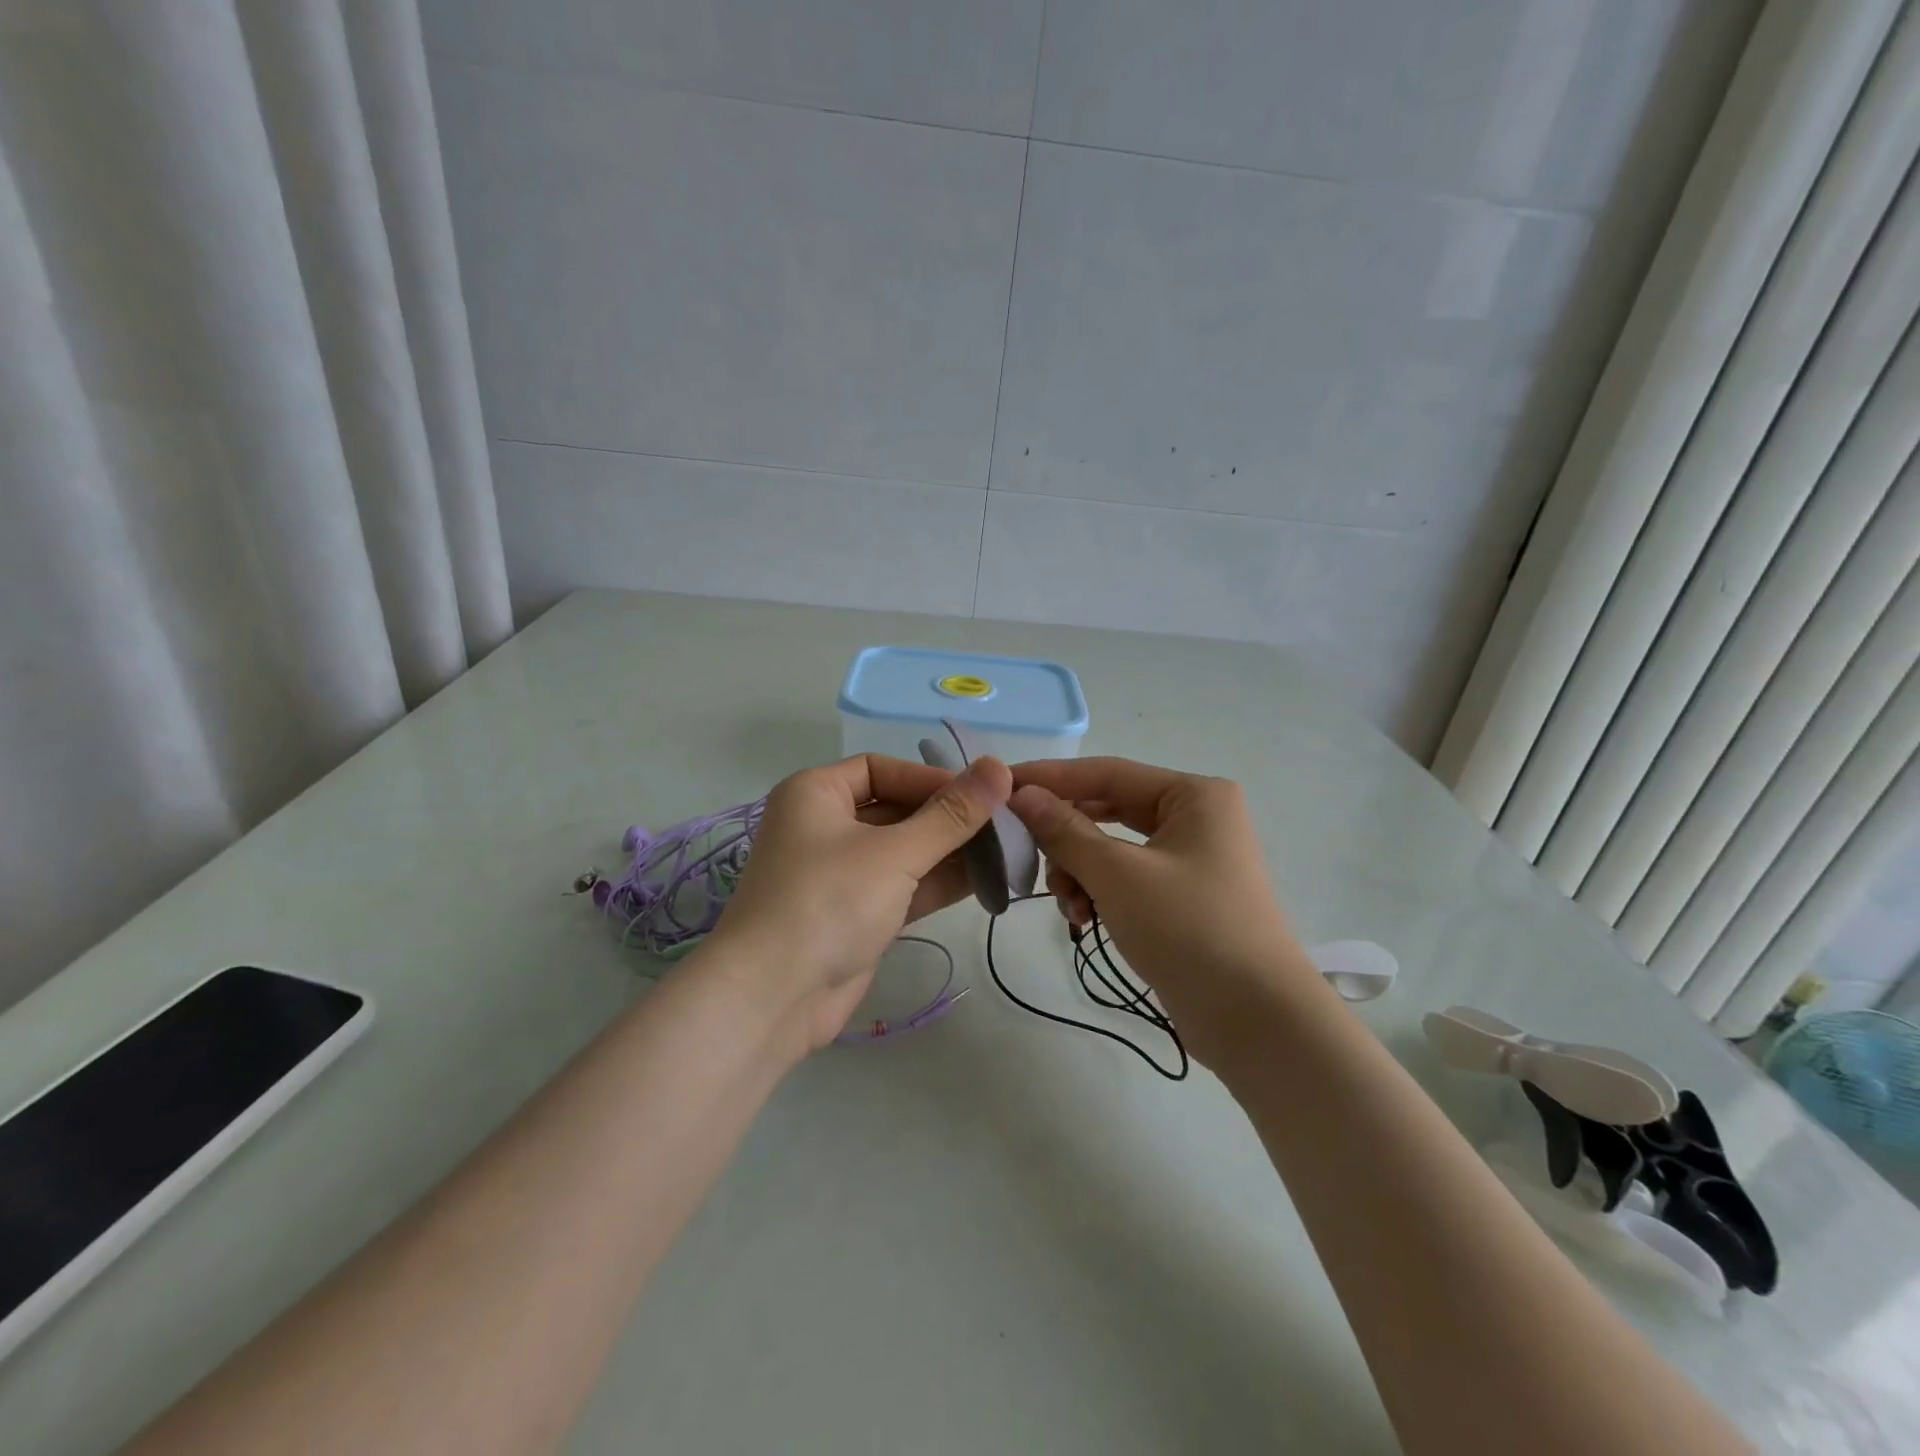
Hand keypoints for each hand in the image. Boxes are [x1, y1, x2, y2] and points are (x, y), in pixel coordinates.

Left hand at [705, 753, 1012, 1050]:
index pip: (882, 769)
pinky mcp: (855, 913)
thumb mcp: (894, 852)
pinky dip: (937, 882)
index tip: (981, 795)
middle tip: (1004, 824)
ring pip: (903, 850)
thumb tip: (999, 767)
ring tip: (1005, 852)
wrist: (772, 998)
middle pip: (896, 809)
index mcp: (816, 794)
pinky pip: (902, 886)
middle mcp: (824, 826)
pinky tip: (985, 880)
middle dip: (948, 818)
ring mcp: (840, 874)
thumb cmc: (828, 902)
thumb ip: (951, 815)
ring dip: (950, 852)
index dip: (931, 778)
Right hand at [1008, 757, 1309, 1057]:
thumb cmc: (1189, 929)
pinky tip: (1083, 919)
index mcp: (1193, 795)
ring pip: (1112, 848)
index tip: (1001, 785)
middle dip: (1064, 836)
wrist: (1257, 1021)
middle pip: (1108, 810)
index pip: (1106, 773)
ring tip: (1067, 905)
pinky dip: (1099, 893)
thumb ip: (1064, 830)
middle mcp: (1195, 817)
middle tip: (1022, 850)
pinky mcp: (1183, 897)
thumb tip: (1021, 794)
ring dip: (1079, 871)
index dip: (1050, 778)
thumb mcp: (1117, 874)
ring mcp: (1191, 859)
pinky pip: (1126, 879)